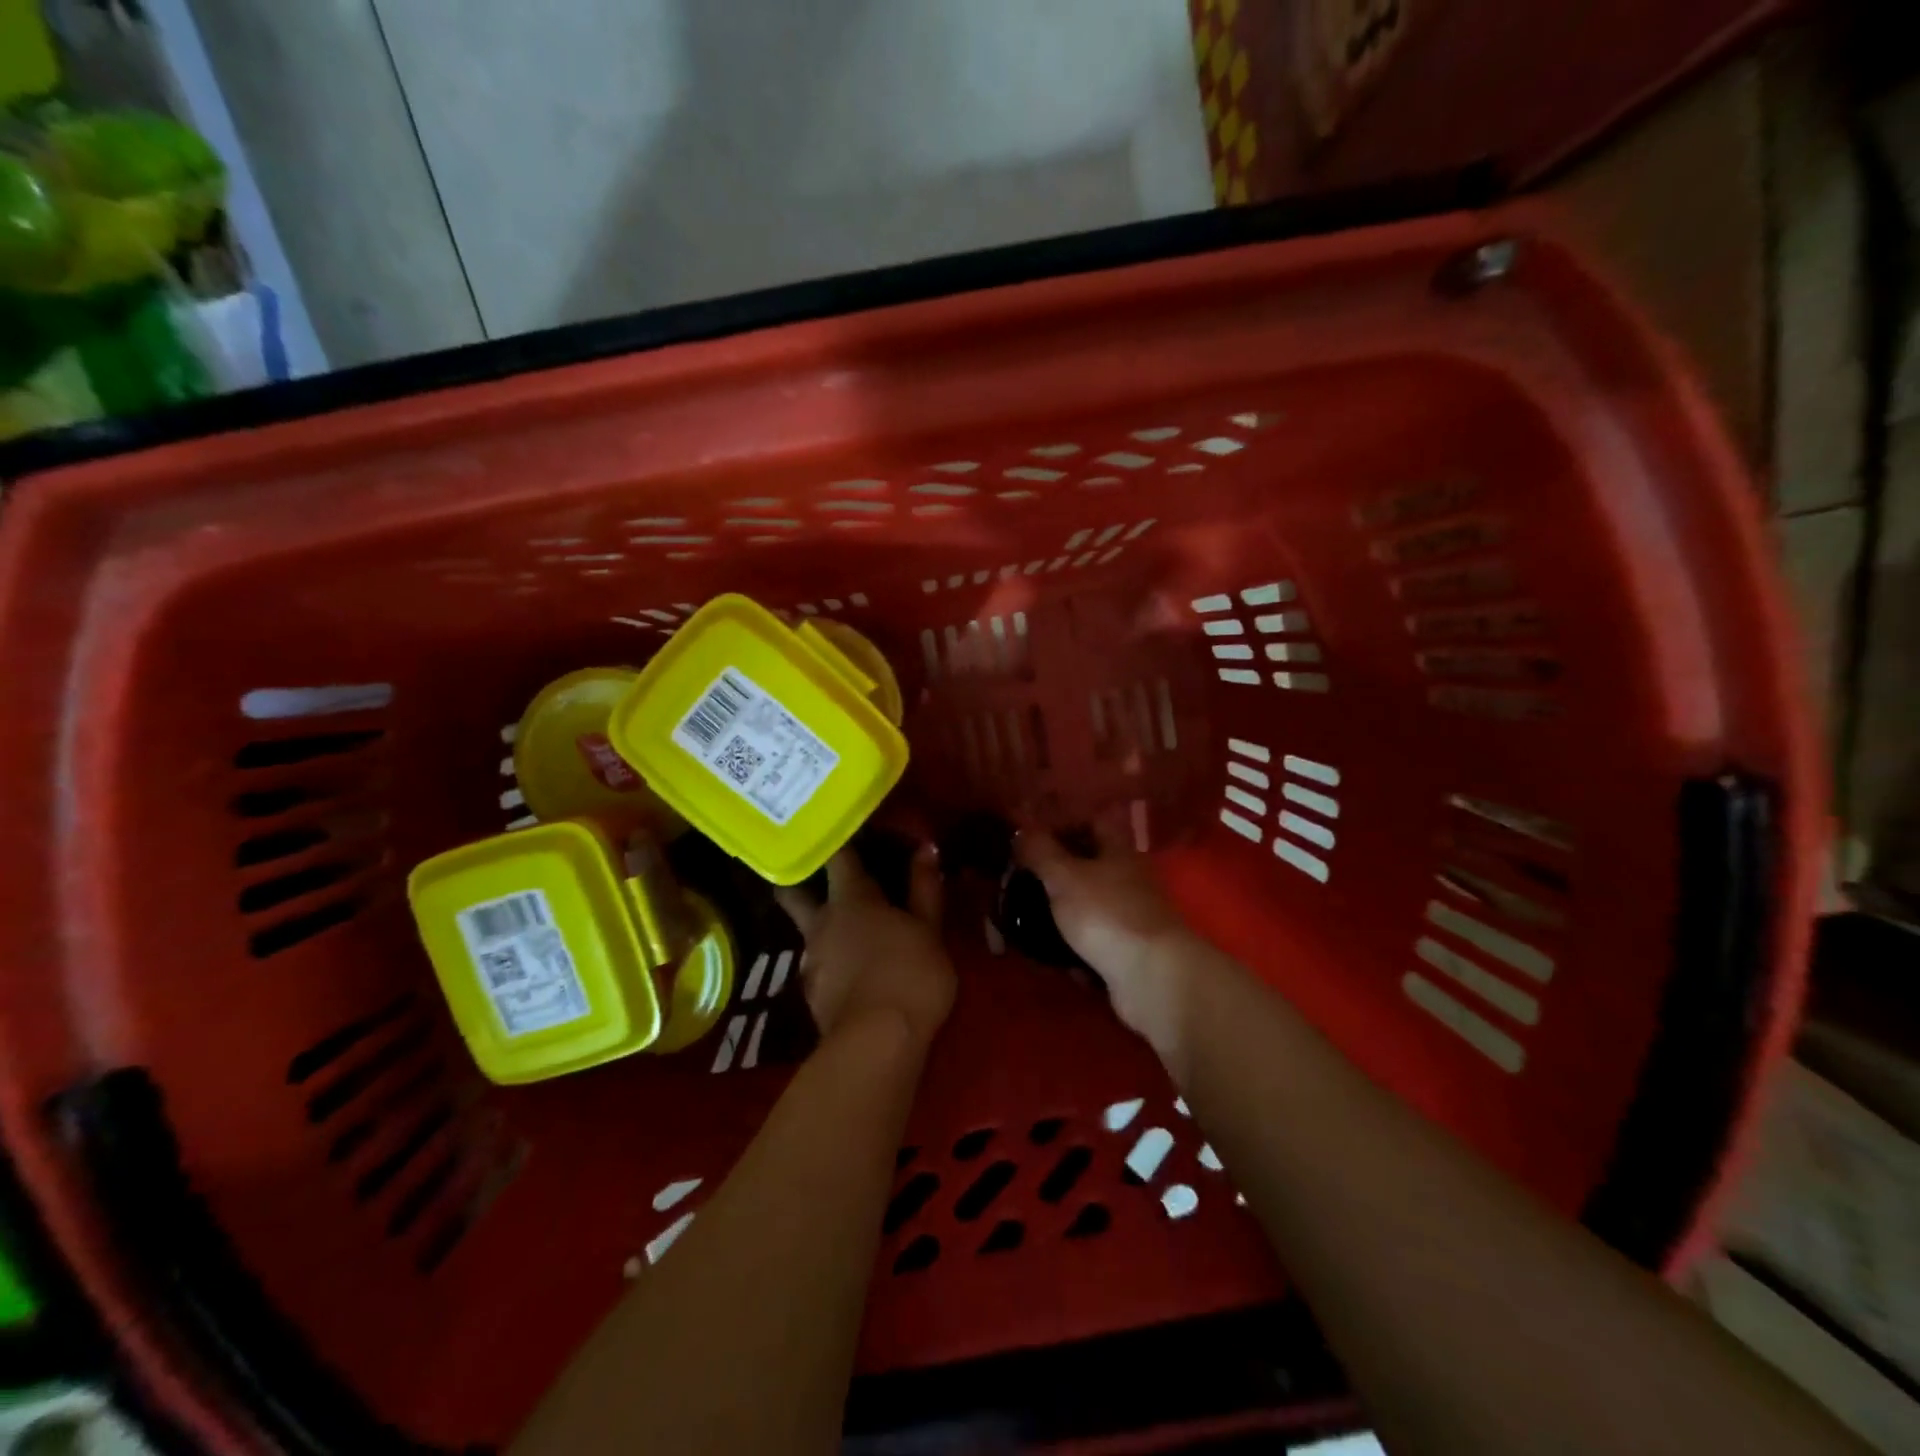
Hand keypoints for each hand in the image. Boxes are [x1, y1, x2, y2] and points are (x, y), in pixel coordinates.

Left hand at [775, 844, 955, 1047]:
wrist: (877, 1044)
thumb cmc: (911, 974)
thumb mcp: (930, 930)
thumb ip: (925, 888)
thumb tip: (925, 848)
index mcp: (851, 899)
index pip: (838, 857)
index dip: (840, 840)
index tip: (843, 829)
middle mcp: (821, 923)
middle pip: (795, 893)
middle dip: (798, 880)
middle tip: (811, 872)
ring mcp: (811, 961)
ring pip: (807, 932)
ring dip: (820, 926)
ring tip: (844, 929)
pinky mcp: (811, 995)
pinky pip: (818, 966)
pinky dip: (830, 961)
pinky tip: (849, 971)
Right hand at [1014, 821, 1197, 1061]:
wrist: (1153, 978)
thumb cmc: (1106, 915)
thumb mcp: (1064, 876)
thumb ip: (1039, 851)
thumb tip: (1021, 831)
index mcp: (1117, 852)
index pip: (1090, 824)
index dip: (1059, 829)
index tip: (1027, 844)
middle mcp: (1128, 880)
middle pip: (1086, 869)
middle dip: (1053, 879)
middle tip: (1019, 890)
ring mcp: (1131, 919)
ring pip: (1088, 910)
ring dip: (1061, 919)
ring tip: (1029, 929)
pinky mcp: (1130, 954)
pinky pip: (1095, 946)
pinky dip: (1077, 952)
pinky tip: (1059, 961)